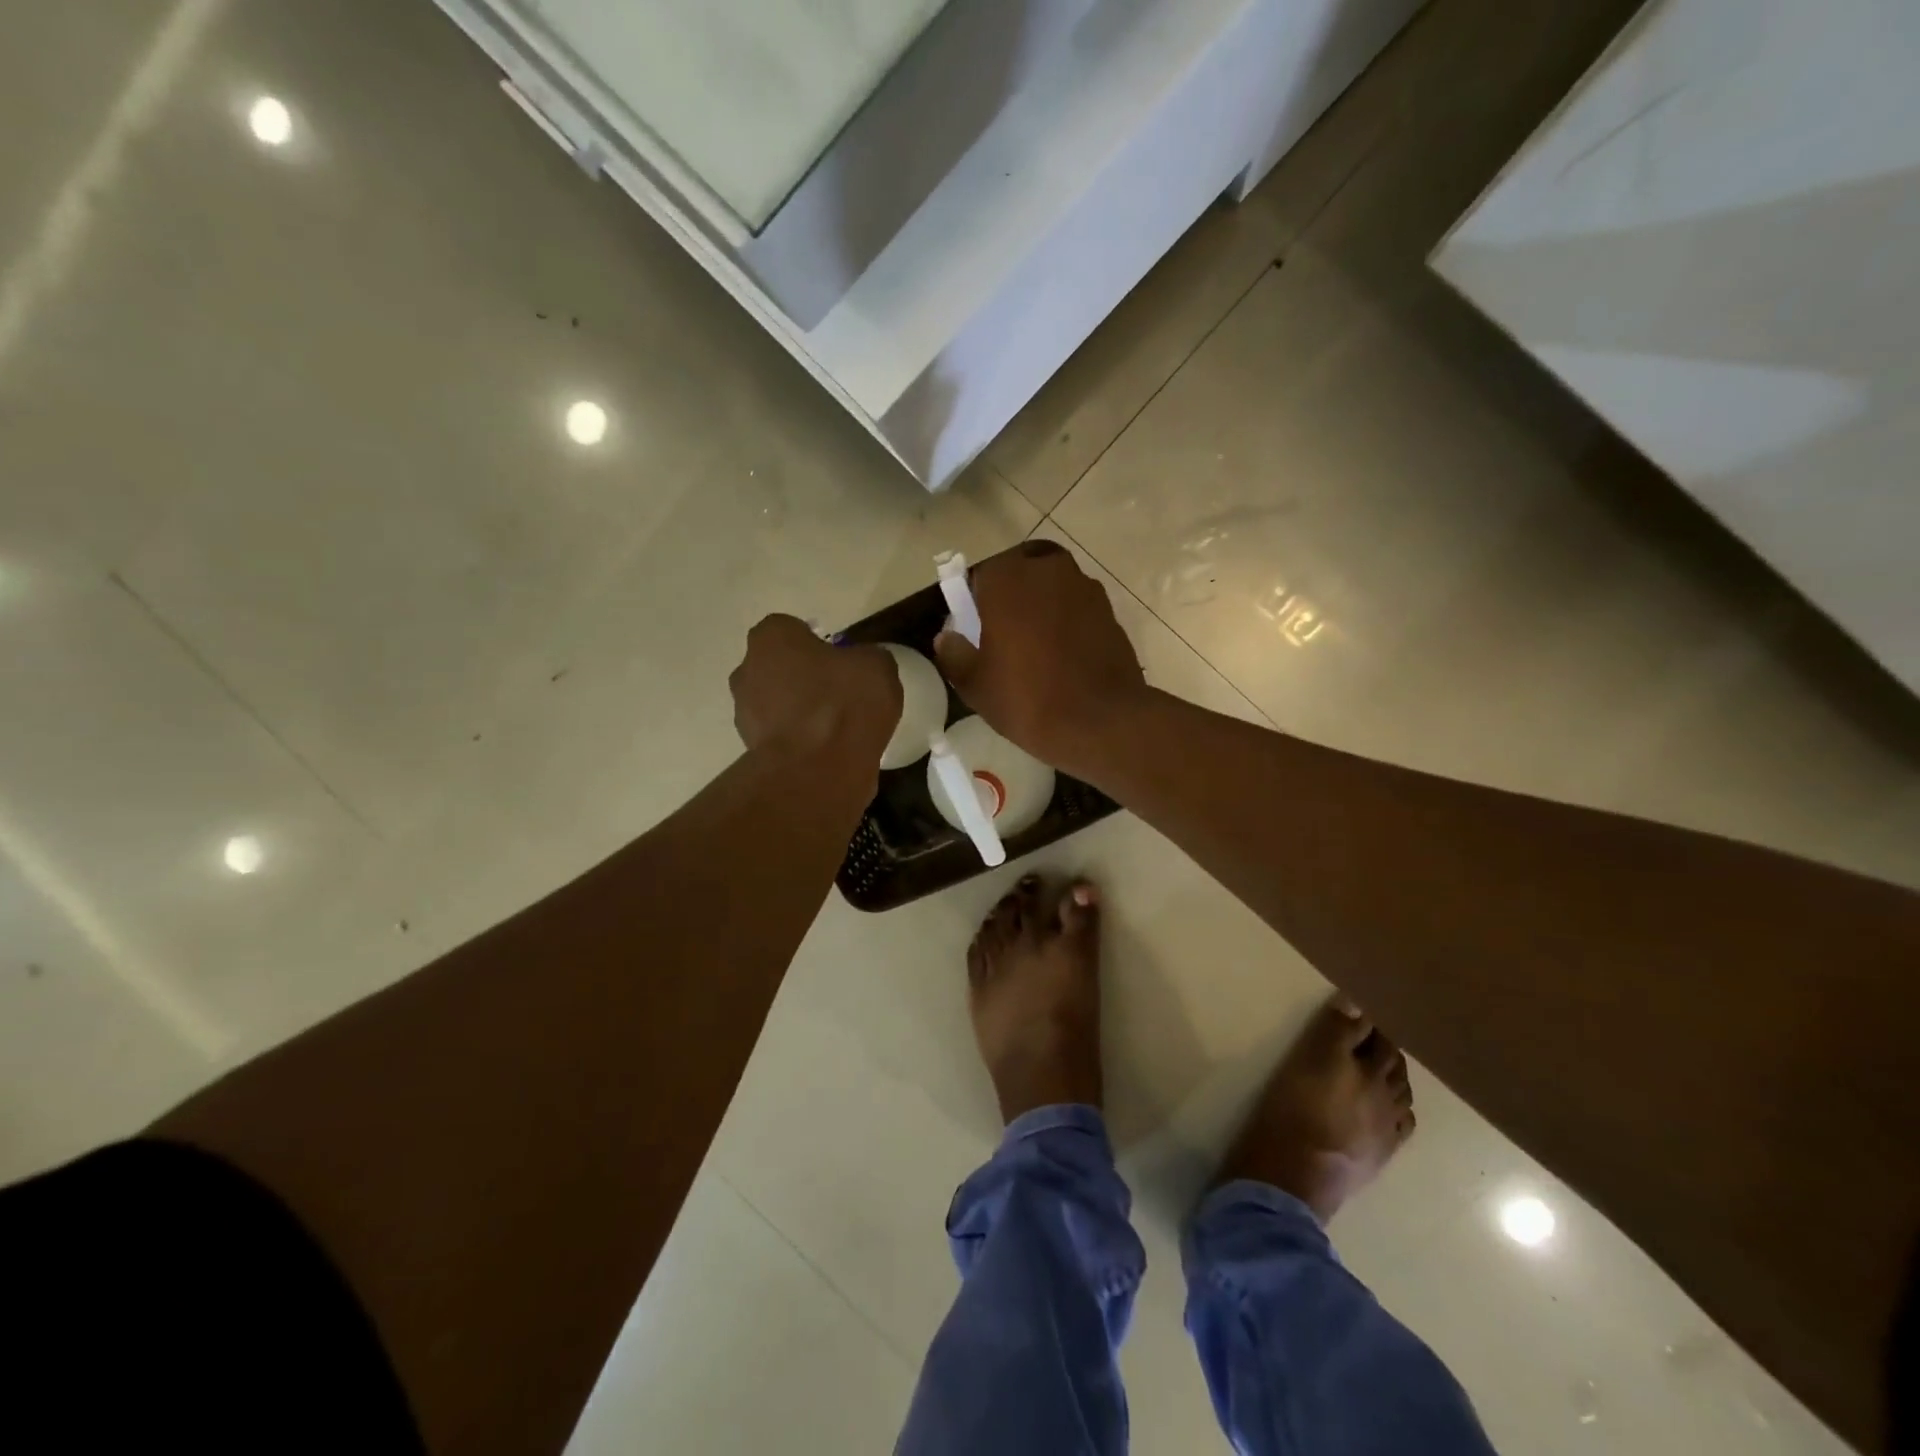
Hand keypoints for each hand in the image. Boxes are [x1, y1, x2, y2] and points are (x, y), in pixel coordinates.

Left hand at [730, 615, 901, 764]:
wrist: (818, 770)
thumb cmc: (844, 703)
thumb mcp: (877, 667)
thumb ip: (866, 658)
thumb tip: (860, 666)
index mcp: (772, 638)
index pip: (790, 629)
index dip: (816, 642)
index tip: (839, 660)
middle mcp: (748, 670)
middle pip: (777, 666)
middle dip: (801, 676)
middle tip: (837, 692)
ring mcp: (745, 713)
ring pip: (775, 703)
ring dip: (798, 710)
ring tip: (835, 727)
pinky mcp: (752, 750)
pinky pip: (781, 735)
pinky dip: (798, 740)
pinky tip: (827, 751)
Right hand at [934, 542, 1146, 770]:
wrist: (1102, 723)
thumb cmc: (1028, 699)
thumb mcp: (975, 686)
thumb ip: (954, 654)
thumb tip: (947, 638)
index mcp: (1008, 579)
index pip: (982, 574)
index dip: (977, 599)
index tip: (976, 627)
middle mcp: (1048, 570)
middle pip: (1023, 570)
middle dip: (1013, 593)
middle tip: (1006, 632)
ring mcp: (1085, 588)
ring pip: (1054, 585)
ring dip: (1044, 604)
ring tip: (1037, 646)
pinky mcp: (1110, 611)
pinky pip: (1078, 607)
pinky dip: (1069, 621)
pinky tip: (1065, 657)